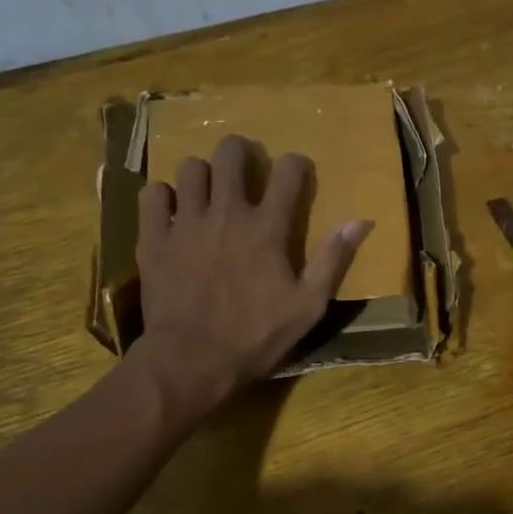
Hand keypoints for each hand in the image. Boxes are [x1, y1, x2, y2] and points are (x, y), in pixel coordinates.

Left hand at [133, 135, 372, 411]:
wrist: (191, 360)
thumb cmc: (256, 336)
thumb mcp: (308, 306)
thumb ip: (333, 259)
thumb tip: (360, 220)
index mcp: (267, 228)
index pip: (288, 172)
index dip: (296, 165)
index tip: (296, 172)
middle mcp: (226, 213)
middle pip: (231, 154)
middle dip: (241, 152)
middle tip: (244, 169)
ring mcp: (185, 222)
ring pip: (190, 168)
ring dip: (202, 175)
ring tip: (207, 194)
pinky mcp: (153, 238)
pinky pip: (152, 194)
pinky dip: (162, 197)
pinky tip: (171, 213)